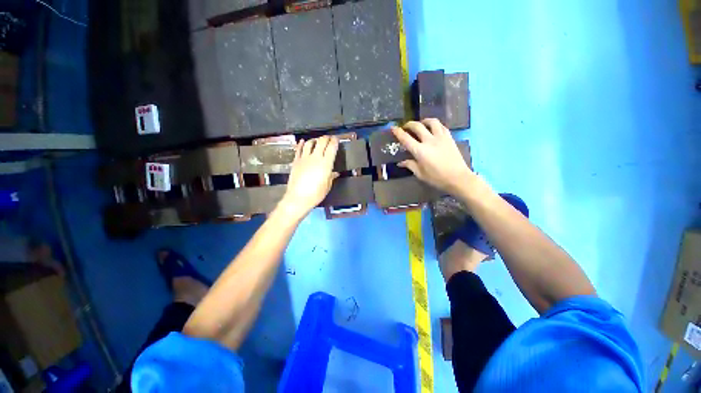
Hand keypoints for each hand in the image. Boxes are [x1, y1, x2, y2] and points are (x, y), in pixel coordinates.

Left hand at [278, 136, 338, 219]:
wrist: (298, 198)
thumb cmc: (316, 194)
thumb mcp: (327, 186)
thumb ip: (331, 177)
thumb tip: (335, 173)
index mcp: (325, 164)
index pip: (331, 147)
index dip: (335, 141)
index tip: (337, 139)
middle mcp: (315, 158)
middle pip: (321, 142)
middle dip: (326, 138)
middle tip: (329, 138)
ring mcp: (304, 158)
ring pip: (309, 143)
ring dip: (315, 140)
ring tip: (317, 140)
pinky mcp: (296, 161)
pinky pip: (299, 149)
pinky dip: (301, 144)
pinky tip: (302, 141)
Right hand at [391, 119, 473, 194]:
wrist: (458, 178)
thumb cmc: (437, 178)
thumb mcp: (420, 174)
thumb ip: (410, 165)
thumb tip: (400, 163)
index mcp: (420, 151)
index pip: (406, 138)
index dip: (398, 132)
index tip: (393, 128)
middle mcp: (429, 141)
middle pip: (417, 126)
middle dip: (409, 124)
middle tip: (405, 127)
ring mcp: (441, 138)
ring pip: (431, 122)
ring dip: (423, 121)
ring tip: (421, 124)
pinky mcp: (449, 138)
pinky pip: (441, 126)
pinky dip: (435, 125)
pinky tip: (433, 128)